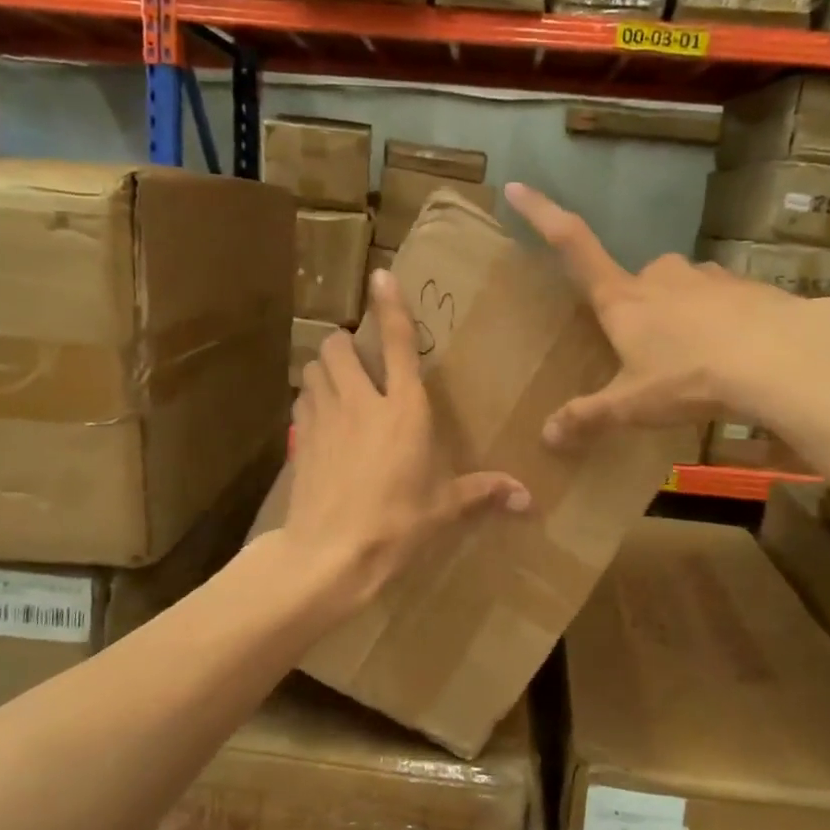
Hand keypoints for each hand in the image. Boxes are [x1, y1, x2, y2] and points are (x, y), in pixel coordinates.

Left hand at [285, 270, 529, 613]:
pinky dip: (310, 397)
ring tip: (337, 383)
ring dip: (324, 366)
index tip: (380, 276)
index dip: (391, 306)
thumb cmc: (395, 525)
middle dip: (346, 344)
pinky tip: (321, 418)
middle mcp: (361, 401)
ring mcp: (324, 416)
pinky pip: (301, 399)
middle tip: (360, 362)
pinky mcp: (300, 437)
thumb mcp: (443, 508)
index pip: (398, 344)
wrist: (330, 553)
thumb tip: (529, 499)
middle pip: (339, 345)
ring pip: (313, 366)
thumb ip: (483, 492)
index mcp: (404, 410)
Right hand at [506, 183, 806, 446]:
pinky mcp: (748, 286)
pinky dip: (724, 323)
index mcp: (623, 299)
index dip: (543, 215)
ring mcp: (707, 276)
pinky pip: (725, 301)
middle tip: (648, 354)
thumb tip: (545, 437)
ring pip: (683, 291)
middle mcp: (661, 276)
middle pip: (637, 283)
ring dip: (682, 317)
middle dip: (638, 311)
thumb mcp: (632, 405)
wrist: (781, 358)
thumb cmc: (690, 377)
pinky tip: (737, 355)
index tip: (517, 186)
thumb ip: (588, 417)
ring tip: (697, 361)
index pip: (573, 245)